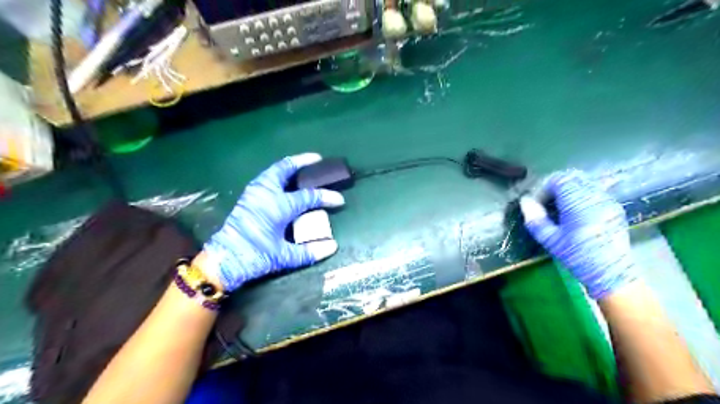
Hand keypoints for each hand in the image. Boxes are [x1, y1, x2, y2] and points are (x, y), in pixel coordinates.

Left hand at [202, 153, 345, 291]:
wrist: (222, 260)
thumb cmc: (254, 256)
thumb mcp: (284, 256)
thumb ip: (309, 251)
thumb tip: (332, 246)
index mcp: (278, 206)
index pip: (308, 197)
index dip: (326, 197)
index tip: (340, 200)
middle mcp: (266, 194)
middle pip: (285, 169)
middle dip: (302, 161)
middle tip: (317, 158)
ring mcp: (254, 193)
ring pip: (273, 171)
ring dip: (288, 166)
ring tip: (301, 166)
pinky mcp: (247, 198)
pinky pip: (265, 178)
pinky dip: (277, 174)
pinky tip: (283, 181)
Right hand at [521, 171, 637, 299]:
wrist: (612, 274)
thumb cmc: (577, 256)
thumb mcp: (550, 240)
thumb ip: (535, 218)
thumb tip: (525, 202)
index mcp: (578, 202)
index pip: (558, 180)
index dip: (543, 189)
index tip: (537, 204)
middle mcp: (595, 196)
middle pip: (572, 178)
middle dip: (556, 187)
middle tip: (547, 204)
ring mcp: (607, 201)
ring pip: (584, 183)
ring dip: (568, 191)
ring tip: (560, 209)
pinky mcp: (614, 208)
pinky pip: (594, 192)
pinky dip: (581, 196)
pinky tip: (575, 213)